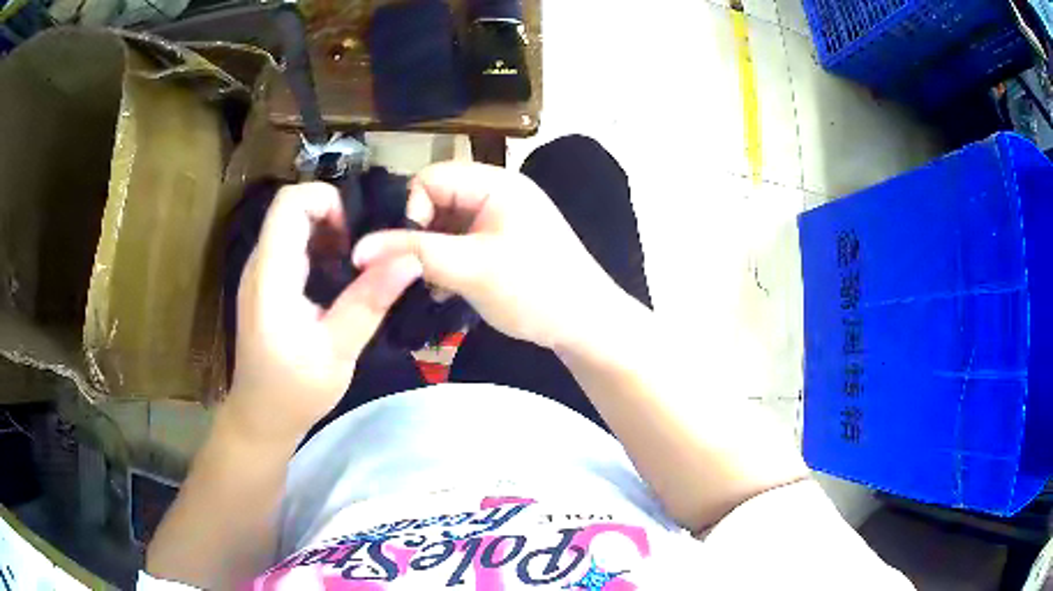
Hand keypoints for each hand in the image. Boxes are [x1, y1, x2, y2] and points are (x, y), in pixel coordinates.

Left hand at [224, 183, 421, 442]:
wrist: (261, 417)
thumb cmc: (295, 391)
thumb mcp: (338, 351)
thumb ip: (369, 301)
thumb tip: (410, 258)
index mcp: (272, 275)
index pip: (289, 202)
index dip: (326, 201)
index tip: (355, 236)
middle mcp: (260, 264)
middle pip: (292, 209)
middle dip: (333, 218)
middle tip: (363, 255)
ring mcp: (260, 274)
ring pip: (292, 227)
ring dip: (328, 235)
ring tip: (355, 269)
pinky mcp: (266, 285)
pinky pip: (291, 247)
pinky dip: (319, 251)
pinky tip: (337, 283)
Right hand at [352, 162, 619, 349]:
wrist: (586, 325)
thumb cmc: (534, 289)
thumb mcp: (469, 269)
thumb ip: (413, 254)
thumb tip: (358, 249)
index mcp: (494, 183)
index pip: (430, 178)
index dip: (411, 210)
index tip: (412, 251)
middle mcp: (496, 193)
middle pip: (435, 202)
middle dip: (420, 237)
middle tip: (418, 273)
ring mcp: (500, 220)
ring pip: (444, 227)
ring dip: (432, 255)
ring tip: (435, 286)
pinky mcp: (501, 244)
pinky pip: (460, 244)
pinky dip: (448, 265)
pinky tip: (448, 292)